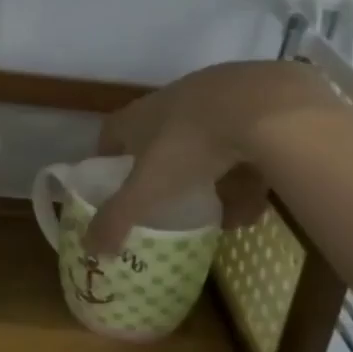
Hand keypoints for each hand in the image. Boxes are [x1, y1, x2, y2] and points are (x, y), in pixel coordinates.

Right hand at [86, 61, 340, 254]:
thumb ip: (118, 219)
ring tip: (226, 218)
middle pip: (161, 143)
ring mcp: (216, 102)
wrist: (263, 106)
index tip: (113, 187)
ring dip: (215, 185)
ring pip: (208, 150)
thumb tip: (90, 249)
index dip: (108, 161)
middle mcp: (173, 104)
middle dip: (167, 178)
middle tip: (172, 207)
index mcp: (139, 117)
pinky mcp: (256, 108)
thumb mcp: (147, 189)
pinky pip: (246, 150)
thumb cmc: (189, 144)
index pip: (111, 135)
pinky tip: (258, 207)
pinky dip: (249, 179)